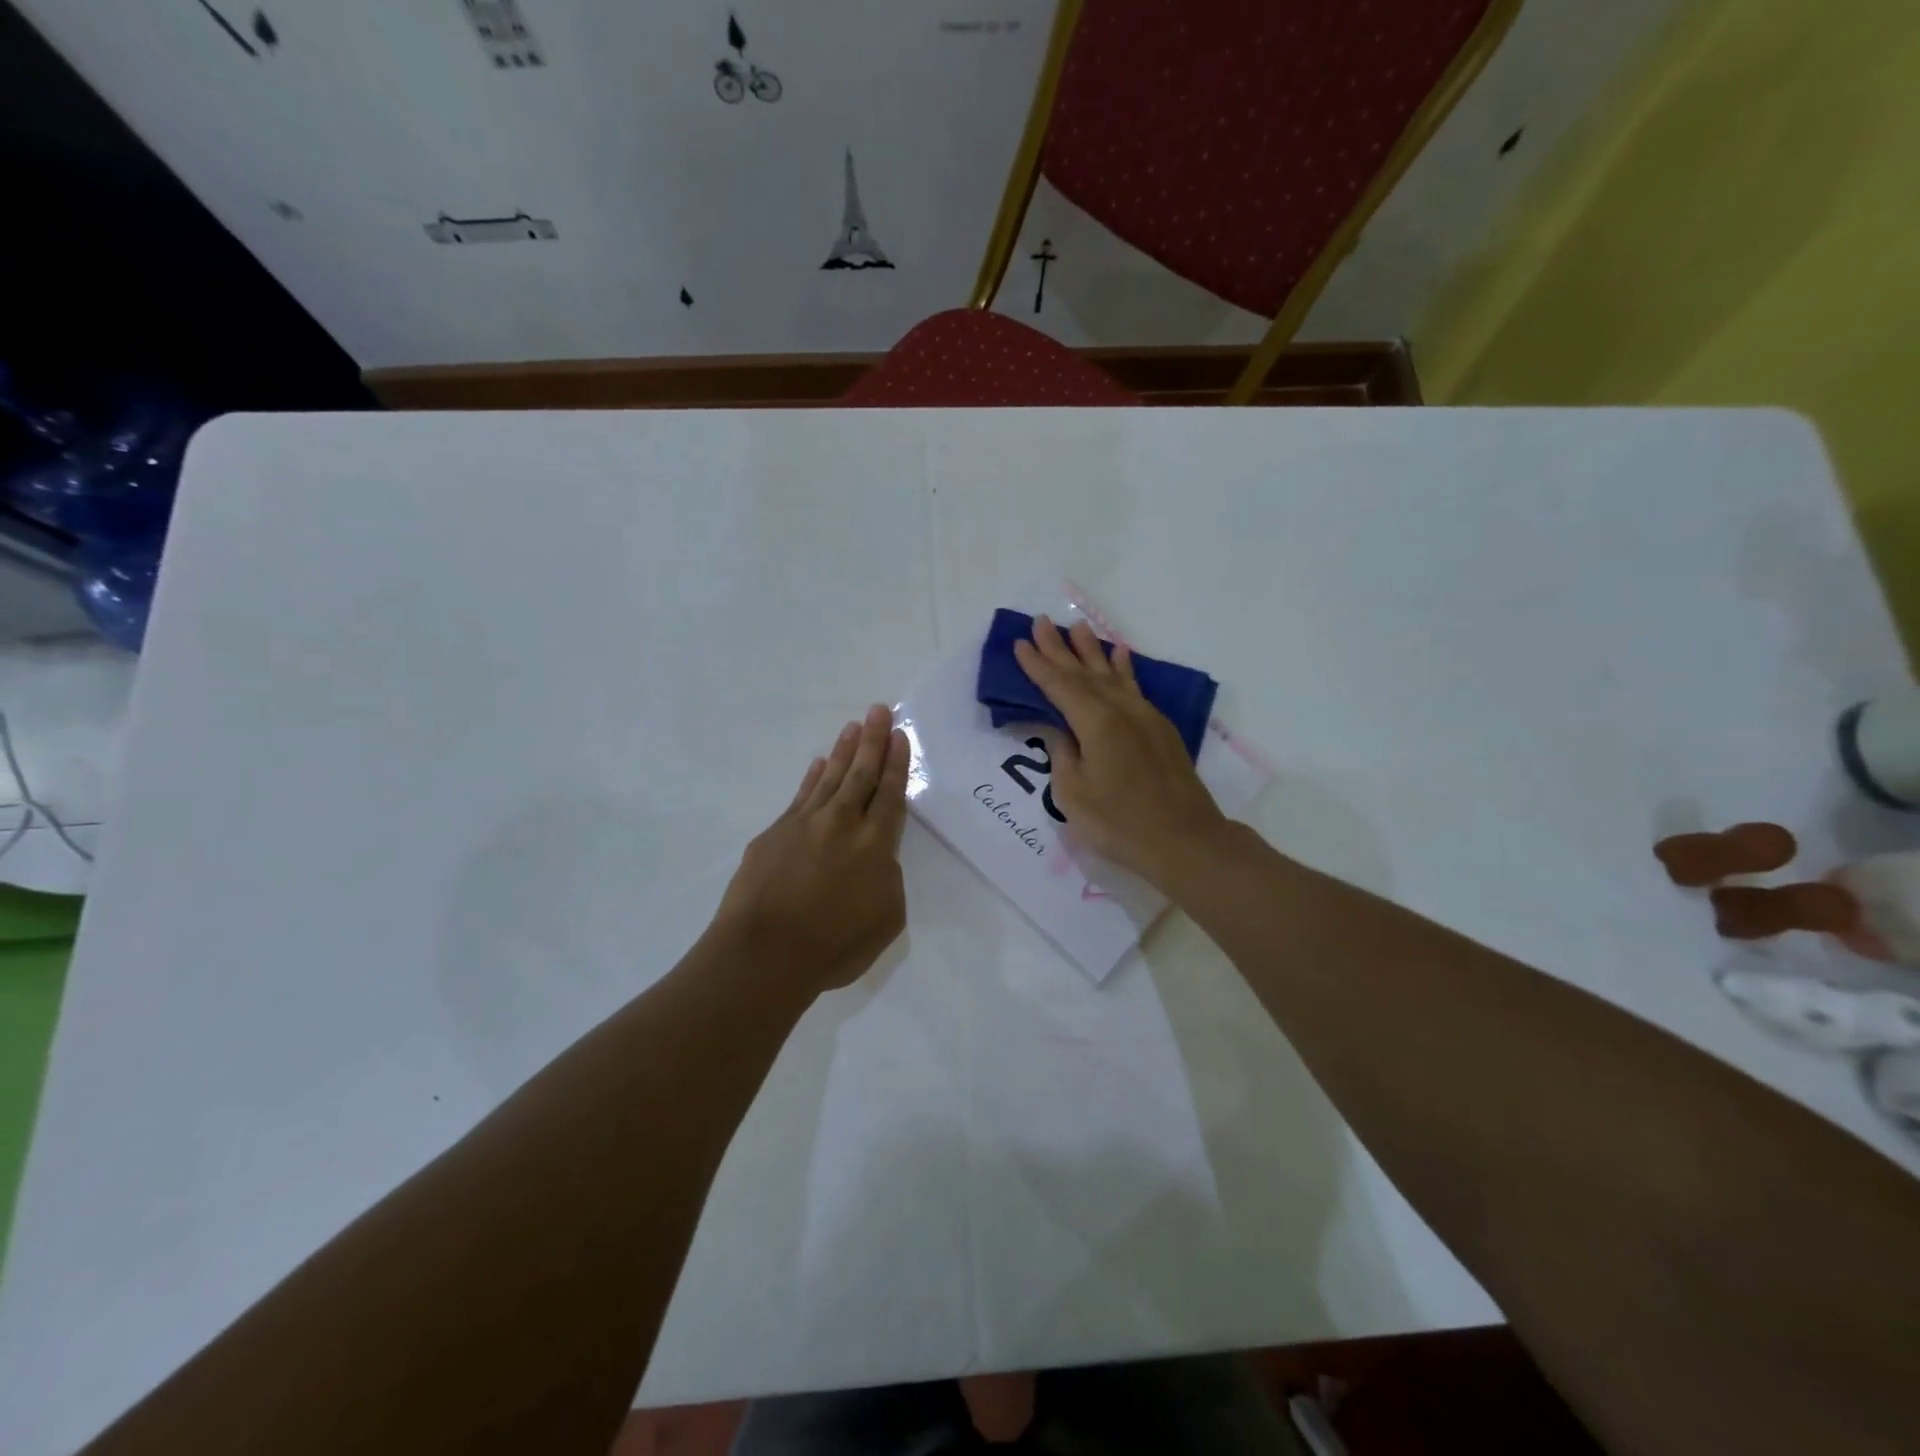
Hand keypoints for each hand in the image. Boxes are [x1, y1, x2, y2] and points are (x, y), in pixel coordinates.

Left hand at [713, 704, 909, 994]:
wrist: (764, 954)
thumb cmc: (834, 945)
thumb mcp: (887, 919)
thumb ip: (889, 880)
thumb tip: (876, 859)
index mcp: (875, 844)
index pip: (890, 793)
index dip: (897, 763)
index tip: (900, 735)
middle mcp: (842, 823)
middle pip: (862, 774)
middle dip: (873, 740)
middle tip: (879, 709)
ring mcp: (804, 824)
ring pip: (830, 777)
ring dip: (845, 751)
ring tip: (853, 726)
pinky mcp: (774, 833)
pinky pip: (801, 796)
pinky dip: (812, 777)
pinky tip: (819, 764)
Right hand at [1013, 616, 1230, 889]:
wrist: (1184, 839)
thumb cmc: (1120, 823)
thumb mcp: (1073, 794)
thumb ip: (1063, 754)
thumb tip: (1060, 729)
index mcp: (1096, 723)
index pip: (1059, 686)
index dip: (1037, 665)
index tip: (1020, 642)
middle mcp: (1121, 710)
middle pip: (1084, 672)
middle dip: (1059, 647)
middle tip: (1041, 621)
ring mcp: (1144, 716)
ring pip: (1112, 674)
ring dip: (1091, 650)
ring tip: (1077, 626)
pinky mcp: (1159, 728)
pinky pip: (1134, 686)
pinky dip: (1123, 667)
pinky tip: (1119, 654)